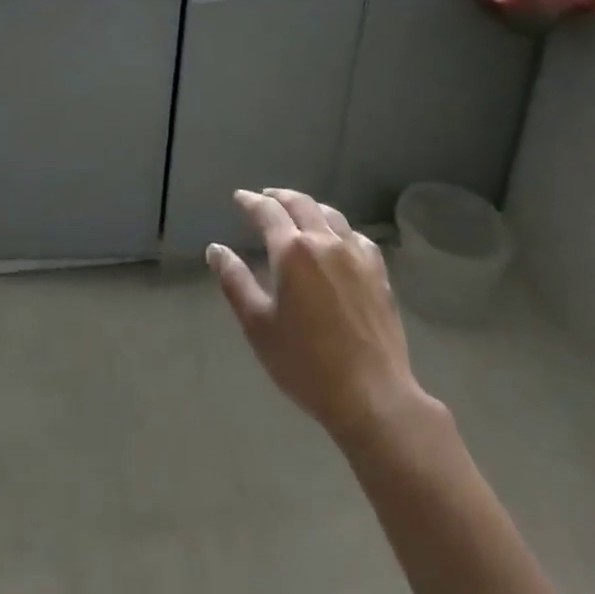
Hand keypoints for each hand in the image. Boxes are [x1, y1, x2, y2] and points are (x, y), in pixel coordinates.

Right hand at [208, 188, 426, 444]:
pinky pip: (356, 236)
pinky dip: (339, 229)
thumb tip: (215, 249)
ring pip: (330, 214)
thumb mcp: (258, 326)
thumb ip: (234, 282)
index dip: (250, 201)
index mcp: (292, 250)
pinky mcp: (379, 273)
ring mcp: (356, 254)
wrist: (373, 397)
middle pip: (300, 203)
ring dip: (309, 207)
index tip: (239, 197)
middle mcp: (324, 241)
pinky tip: (338, 240)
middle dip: (279, 196)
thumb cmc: (307, 364)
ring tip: (298, 212)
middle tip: (265, 197)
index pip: (267, 211)